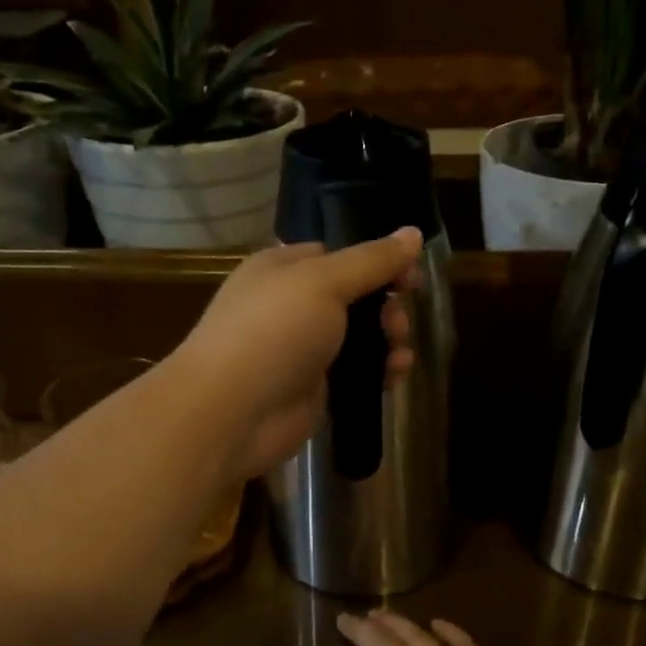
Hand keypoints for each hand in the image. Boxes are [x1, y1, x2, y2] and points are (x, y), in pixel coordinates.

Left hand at [173, 230, 420, 480]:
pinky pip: (355, 373)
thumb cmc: (273, 332)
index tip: (409, 274)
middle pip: (354, 297)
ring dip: (387, 340)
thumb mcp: (324, 282)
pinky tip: (396, 376)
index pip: (338, 254)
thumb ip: (372, 260)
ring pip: (358, 337)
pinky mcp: (313, 388)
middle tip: (398, 322)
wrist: (232, 412)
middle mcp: (291, 305)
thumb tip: (414, 233)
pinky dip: (379, 371)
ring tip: (399, 353)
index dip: (377, 261)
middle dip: (385, 307)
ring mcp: (301, 350)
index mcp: (283, 268)